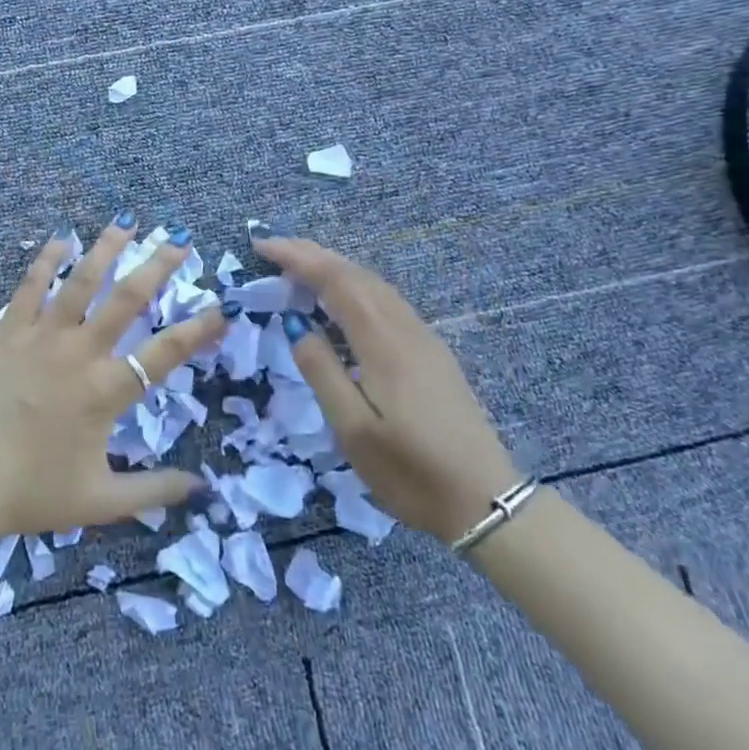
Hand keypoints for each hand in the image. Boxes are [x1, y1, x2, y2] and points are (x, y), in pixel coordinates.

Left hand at [0, 218, 226, 539]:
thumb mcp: (100, 502)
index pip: (165, 352)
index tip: (221, 307)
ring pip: (81, 280)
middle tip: (179, 239)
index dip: (198, 328)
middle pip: (127, 298)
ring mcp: (42, 335)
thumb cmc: (32, 491)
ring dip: (107, 248)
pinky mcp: (9, 329)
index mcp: (107, 391)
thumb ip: (153, 492)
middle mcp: (80, 352)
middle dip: (158, 265)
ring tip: (127, 221)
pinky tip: (62, 237)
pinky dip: (47, 258)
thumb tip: (201, 488)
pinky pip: (30, 285)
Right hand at [253, 233, 518, 543]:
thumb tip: (295, 324)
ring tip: (300, 262)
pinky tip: (343, 297)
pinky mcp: (431, 352)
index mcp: (383, 343)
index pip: (335, 281)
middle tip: (273, 246)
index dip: (298, 258)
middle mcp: (405, 328)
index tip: (262, 246)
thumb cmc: (411, 472)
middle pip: (356, 274)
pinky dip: (355, 284)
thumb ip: (322, 371)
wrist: (486, 503)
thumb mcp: (353, 430)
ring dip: (335, 266)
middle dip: (313, 254)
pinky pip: (386, 300)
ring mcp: (423, 338)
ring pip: (374, 284)